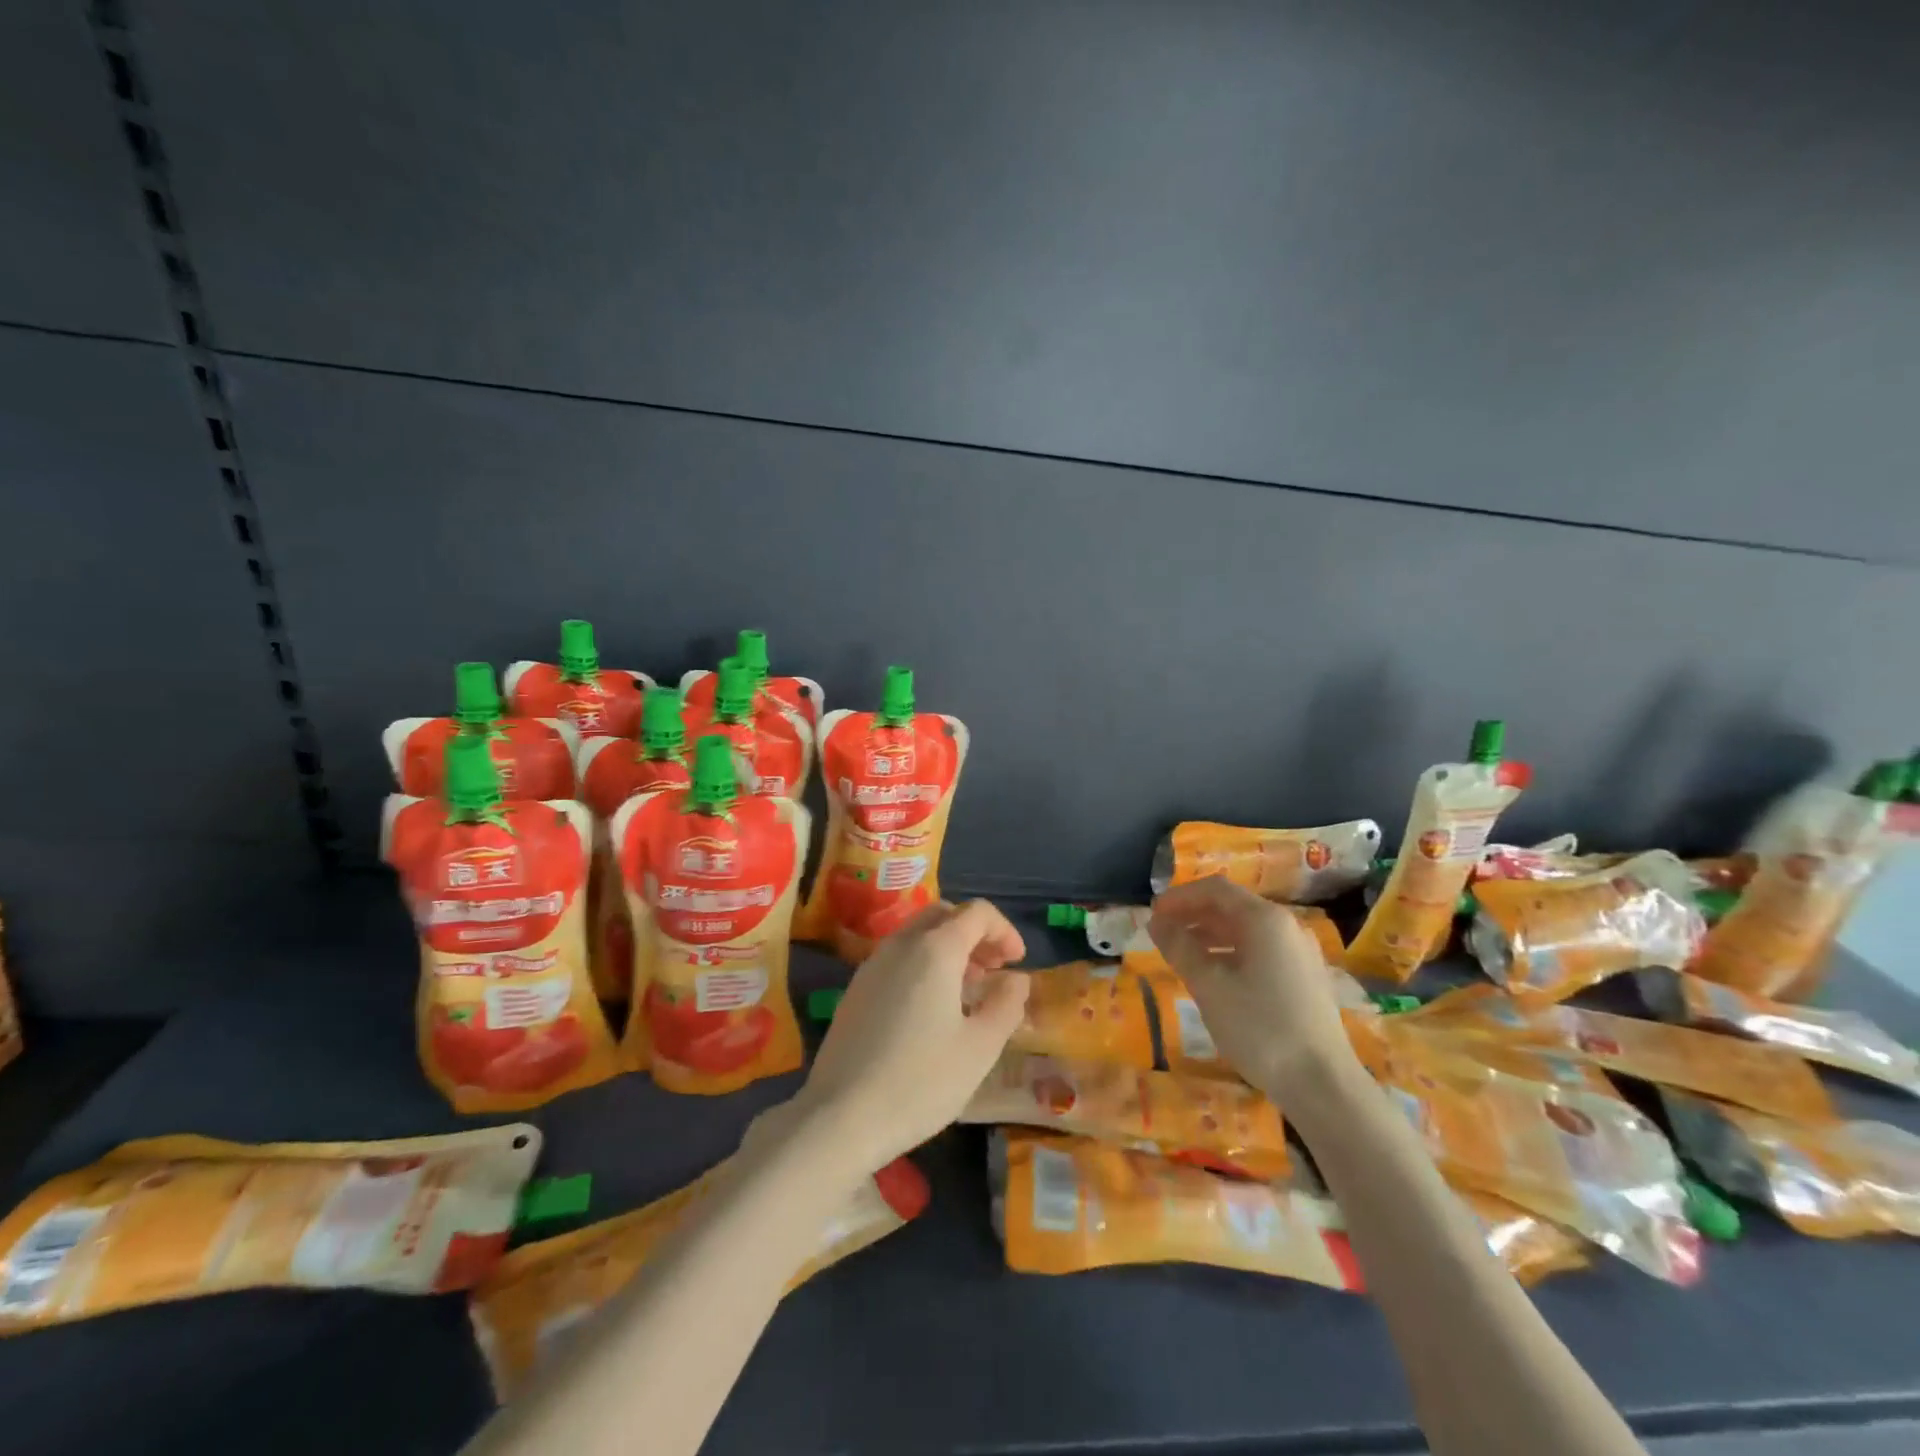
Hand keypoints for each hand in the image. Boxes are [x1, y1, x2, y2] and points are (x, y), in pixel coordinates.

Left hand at [792, 900, 1028, 1174]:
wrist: (840, 1117)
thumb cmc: (921, 1081)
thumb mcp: (980, 1047)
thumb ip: (1006, 1004)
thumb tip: (1017, 979)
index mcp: (935, 949)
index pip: (977, 912)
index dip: (1004, 930)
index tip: (1017, 962)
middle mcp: (901, 944)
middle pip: (944, 915)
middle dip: (975, 933)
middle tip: (993, 970)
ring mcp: (872, 964)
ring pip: (917, 934)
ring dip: (948, 948)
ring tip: (967, 991)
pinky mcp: (856, 989)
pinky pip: (898, 957)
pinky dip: (923, 964)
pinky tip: (930, 1009)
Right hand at [1149, 876, 1354, 1100]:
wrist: (1323, 1084)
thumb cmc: (1260, 1028)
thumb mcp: (1209, 986)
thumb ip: (1179, 947)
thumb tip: (1156, 922)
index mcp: (1265, 920)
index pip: (1215, 889)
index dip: (1180, 897)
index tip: (1153, 914)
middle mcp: (1287, 927)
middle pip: (1232, 907)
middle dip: (1193, 915)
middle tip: (1162, 933)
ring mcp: (1300, 953)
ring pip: (1246, 931)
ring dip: (1210, 935)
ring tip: (1182, 954)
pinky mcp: (1305, 978)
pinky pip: (1261, 951)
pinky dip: (1231, 953)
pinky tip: (1215, 977)